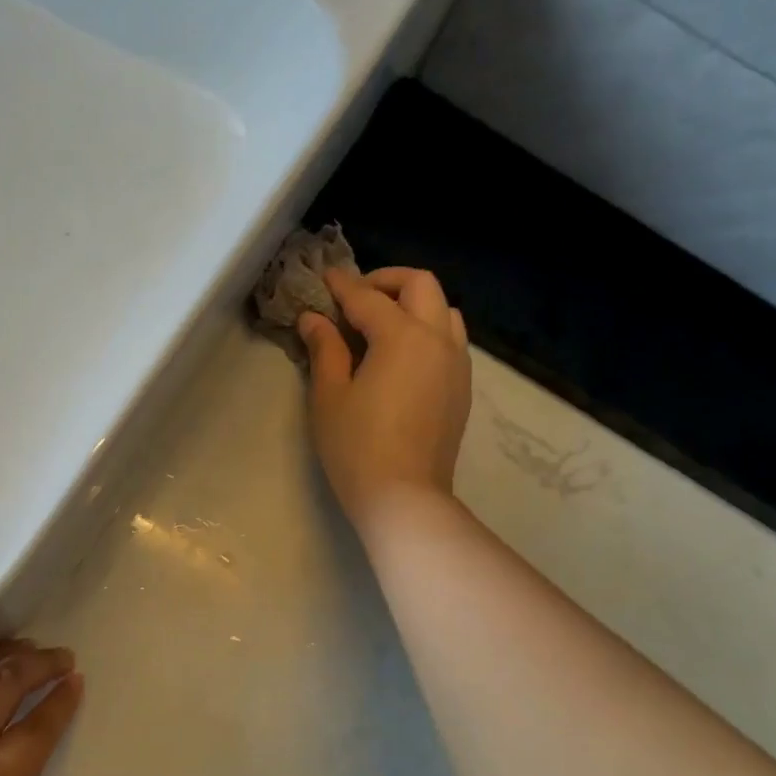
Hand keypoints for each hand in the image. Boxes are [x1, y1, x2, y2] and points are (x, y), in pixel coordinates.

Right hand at [298, 266, 471, 542]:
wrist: (404, 497)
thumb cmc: (357, 447)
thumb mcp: (329, 396)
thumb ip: (325, 350)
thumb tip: (313, 319)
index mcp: (402, 337)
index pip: (367, 298)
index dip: (342, 286)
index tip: (324, 278)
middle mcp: (437, 340)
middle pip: (420, 285)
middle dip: (387, 282)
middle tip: (356, 298)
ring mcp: (456, 364)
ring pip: (444, 311)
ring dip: (414, 304)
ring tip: (382, 325)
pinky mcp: (461, 388)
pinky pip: (450, 341)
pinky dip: (428, 331)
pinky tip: (402, 356)